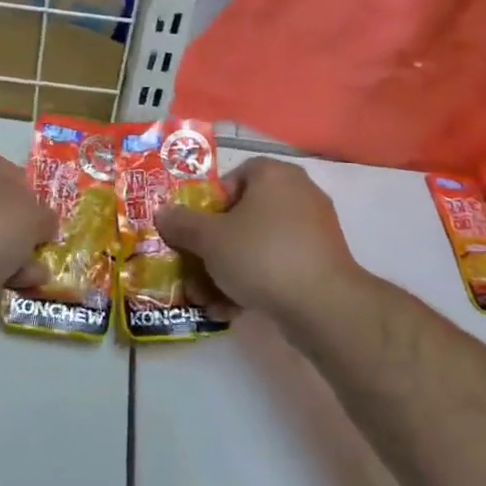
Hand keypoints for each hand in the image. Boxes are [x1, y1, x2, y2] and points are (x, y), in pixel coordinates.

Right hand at [157, 157, 361, 321]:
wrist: (322, 304)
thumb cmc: (261, 254)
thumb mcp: (209, 239)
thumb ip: (182, 224)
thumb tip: (163, 213)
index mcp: (274, 174)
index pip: (234, 177)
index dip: (208, 204)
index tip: (194, 231)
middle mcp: (298, 194)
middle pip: (243, 216)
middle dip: (213, 248)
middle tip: (194, 271)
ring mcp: (313, 229)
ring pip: (258, 245)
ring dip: (228, 271)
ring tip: (208, 299)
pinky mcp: (321, 262)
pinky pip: (278, 265)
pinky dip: (255, 283)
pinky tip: (232, 310)